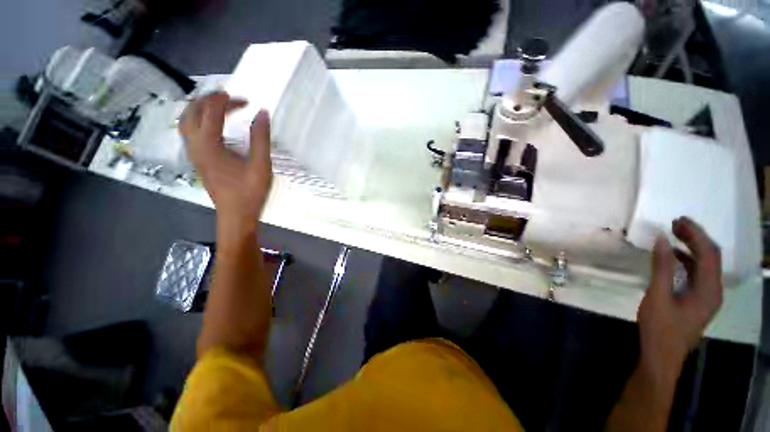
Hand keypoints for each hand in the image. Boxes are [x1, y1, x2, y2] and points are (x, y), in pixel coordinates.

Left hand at [179, 92, 272, 230]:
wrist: (235, 215)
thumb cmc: (249, 191)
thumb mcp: (261, 165)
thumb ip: (261, 138)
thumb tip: (262, 113)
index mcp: (210, 144)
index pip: (212, 112)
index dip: (228, 101)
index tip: (247, 101)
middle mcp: (195, 145)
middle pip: (192, 112)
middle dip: (209, 99)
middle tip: (229, 97)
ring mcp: (193, 154)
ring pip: (185, 122)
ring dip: (199, 108)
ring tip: (217, 106)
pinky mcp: (197, 161)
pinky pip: (189, 133)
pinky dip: (197, 121)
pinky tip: (211, 125)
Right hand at [637, 217, 722, 375]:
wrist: (662, 356)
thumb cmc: (660, 328)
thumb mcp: (658, 296)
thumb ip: (662, 267)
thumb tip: (662, 239)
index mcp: (709, 290)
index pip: (709, 253)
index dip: (696, 234)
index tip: (677, 220)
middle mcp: (714, 291)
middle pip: (711, 257)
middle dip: (696, 238)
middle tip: (675, 224)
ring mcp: (708, 297)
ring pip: (706, 265)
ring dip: (692, 248)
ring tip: (675, 235)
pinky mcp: (699, 301)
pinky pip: (699, 274)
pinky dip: (688, 261)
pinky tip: (675, 257)